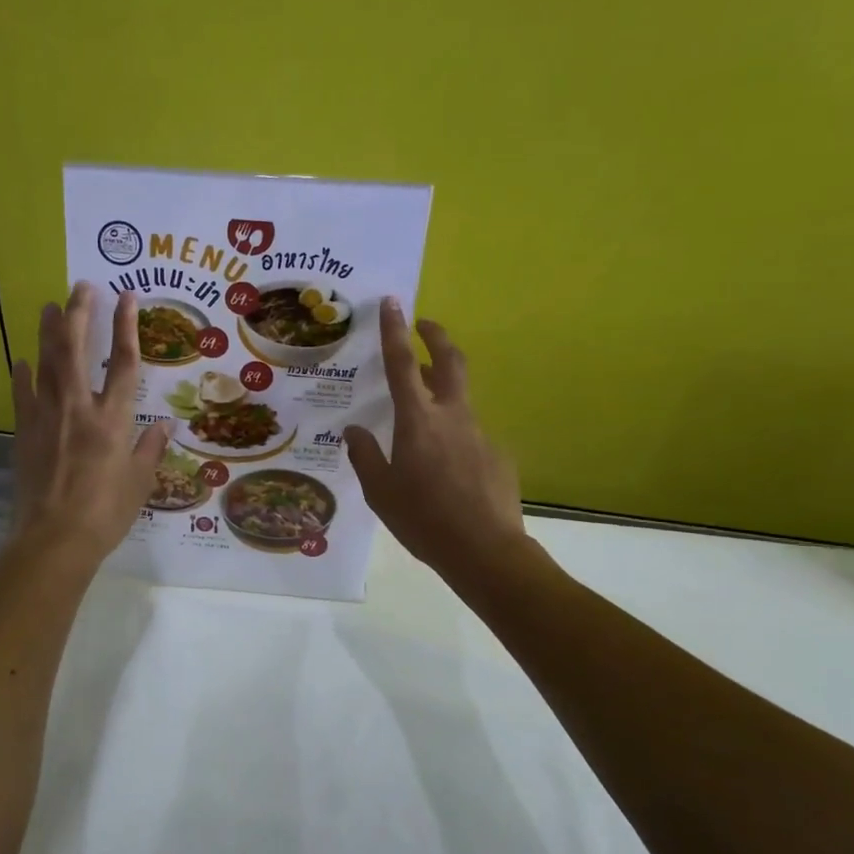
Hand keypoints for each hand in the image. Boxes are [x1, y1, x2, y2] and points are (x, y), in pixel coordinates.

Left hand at [11, 283, 167, 565]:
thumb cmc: (105, 513)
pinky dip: (23, 376)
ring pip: (47, 364)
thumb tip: (164, 426)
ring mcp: (47, 418)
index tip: (127, 297)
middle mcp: (79, 409)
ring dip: (49, 333)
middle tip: (82, 286)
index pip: (125, 363)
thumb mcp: (140, 483)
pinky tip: (22, 361)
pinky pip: (22, 396)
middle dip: (81, 314)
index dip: (128, 327)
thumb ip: (151, 450)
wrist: (54, 539)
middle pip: (78, 350)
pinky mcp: (24, 433)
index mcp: (113, 420)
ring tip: (49, 306)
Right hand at [344, 301, 524, 577]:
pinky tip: (447, 467)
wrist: (486, 552)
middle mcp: (452, 416)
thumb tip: (355, 432)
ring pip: (461, 397)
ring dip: (443, 387)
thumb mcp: (381, 492)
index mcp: (418, 421)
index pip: (402, 364)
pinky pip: (470, 434)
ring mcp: (479, 433)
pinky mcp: (497, 454)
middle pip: (449, 361)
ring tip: (423, 407)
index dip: (394, 331)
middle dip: (436, 336)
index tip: (393, 302)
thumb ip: (366, 456)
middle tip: (424, 324)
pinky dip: (455, 435)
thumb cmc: (424, 520)